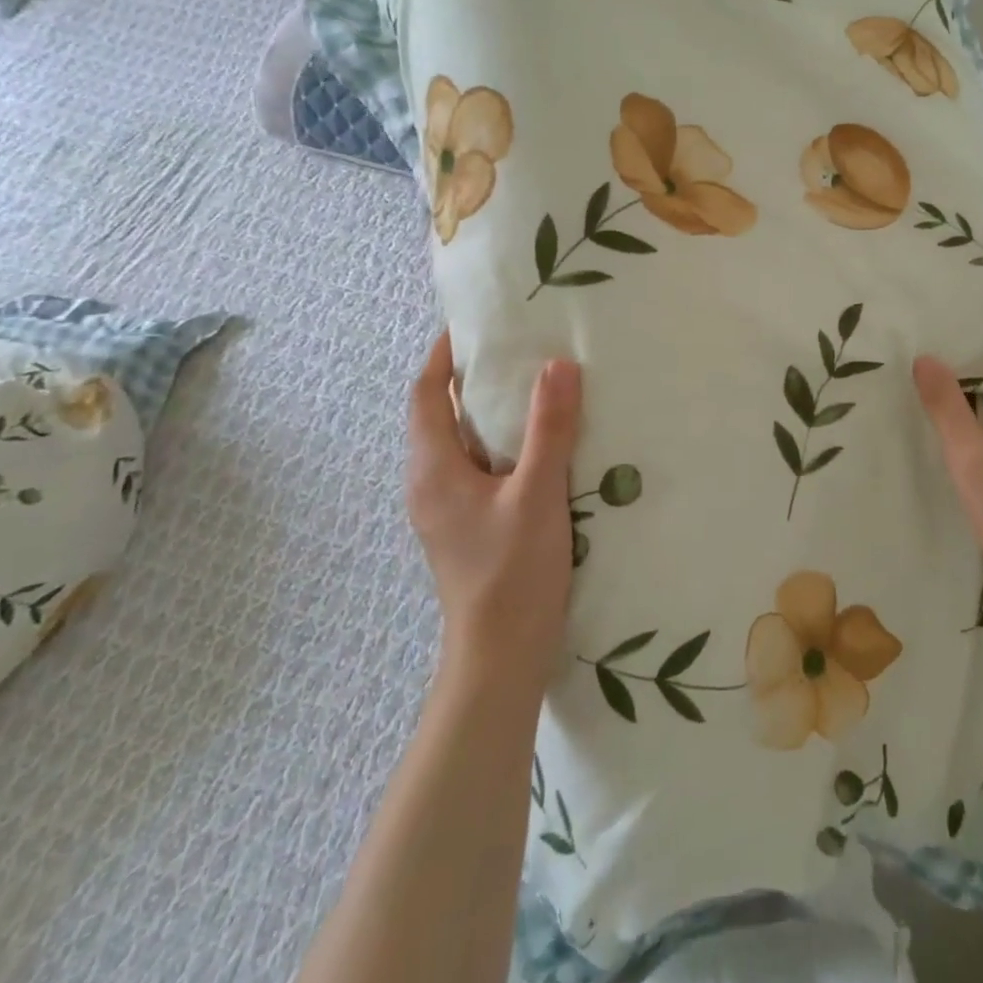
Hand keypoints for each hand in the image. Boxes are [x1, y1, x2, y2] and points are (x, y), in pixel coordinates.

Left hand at [406, 333, 581, 693]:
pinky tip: (543, 444)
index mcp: (434, 469)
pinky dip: (503, 443)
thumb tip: (557, 364)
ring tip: (536, 386)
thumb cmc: (512, 573)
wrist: (501, 657)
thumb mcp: (537, 494)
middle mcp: (430, 483)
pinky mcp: (468, 526)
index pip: (425, 394)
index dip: (442, 355)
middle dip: (471, 378)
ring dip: (490, 412)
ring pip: (463, 443)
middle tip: (518, 348)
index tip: (474, 324)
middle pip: (441, 415)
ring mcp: (447, 509)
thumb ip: (549, 429)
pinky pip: (480, 467)